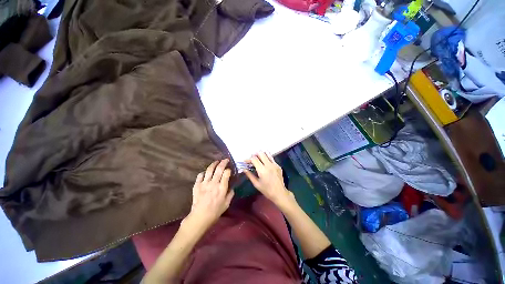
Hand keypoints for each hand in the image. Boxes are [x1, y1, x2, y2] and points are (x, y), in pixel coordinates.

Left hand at [184, 159, 234, 230]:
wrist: (200, 217)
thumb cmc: (215, 212)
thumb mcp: (226, 204)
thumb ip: (230, 194)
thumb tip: (232, 188)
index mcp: (222, 188)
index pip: (226, 173)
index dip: (228, 169)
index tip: (229, 169)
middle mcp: (214, 183)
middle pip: (219, 169)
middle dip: (223, 162)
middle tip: (225, 159)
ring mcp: (204, 183)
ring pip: (209, 170)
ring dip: (213, 164)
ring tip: (216, 162)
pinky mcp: (197, 185)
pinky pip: (200, 175)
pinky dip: (203, 173)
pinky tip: (205, 173)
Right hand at [244, 152, 293, 206]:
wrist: (280, 193)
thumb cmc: (267, 190)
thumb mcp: (256, 184)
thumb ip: (249, 175)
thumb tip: (244, 169)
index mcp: (262, 170)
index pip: (254, 159)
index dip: (248, 159)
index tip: (245, 162)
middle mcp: (269, 165)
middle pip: (261, 153)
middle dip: (255, 154)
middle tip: (251, 159)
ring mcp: (275, 164)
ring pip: (267, 153)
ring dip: (261, 154)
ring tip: (258, 158)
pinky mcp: (278, 165)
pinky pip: (271, 158)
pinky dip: (266, 158)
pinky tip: (264, 163)